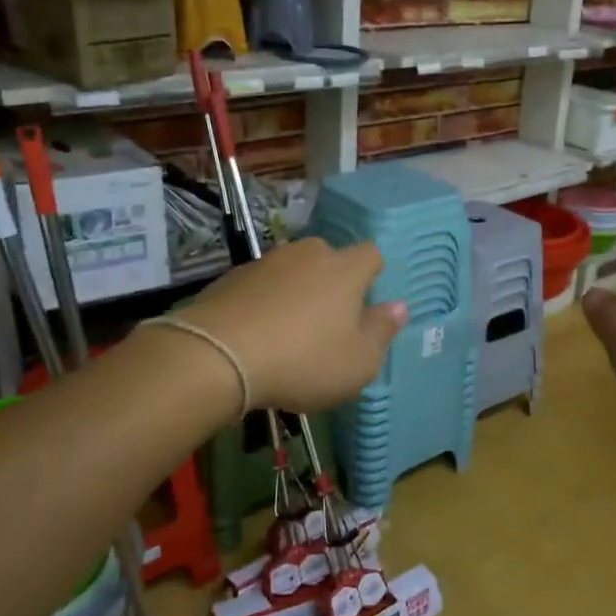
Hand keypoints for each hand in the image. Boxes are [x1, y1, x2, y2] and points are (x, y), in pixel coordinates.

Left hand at [177, 237, 406, 412]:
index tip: (366, 307)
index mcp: (345, 269)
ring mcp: (265, 263)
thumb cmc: (303, 360)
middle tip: (328, 323)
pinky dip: (264, 304)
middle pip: (329, 259)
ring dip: (296, 293)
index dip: (373, 277)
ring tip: (288, 334)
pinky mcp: (230, 278)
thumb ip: (382, 331)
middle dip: (332, 283)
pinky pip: (260, 287)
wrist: (217, 356)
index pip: (371, 255)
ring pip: (292, 272)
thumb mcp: (358, 362)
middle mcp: (307, 254)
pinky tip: (256, 336)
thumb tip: (399, 306)